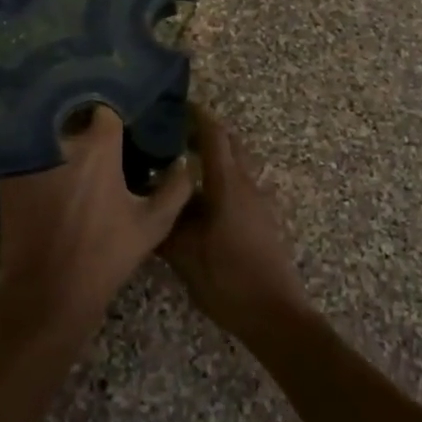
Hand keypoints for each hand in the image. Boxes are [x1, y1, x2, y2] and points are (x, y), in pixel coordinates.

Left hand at [0, 106, 192, 335]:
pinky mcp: (7, 174)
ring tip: (70, 152)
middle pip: (73, 115)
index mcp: (98, 146)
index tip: (121, 128)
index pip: (106, 109)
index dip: (114, 117)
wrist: (47, 295)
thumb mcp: (152, 225)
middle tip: (97, 141)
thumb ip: (175, 187)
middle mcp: (61, 140)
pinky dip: (34, 155)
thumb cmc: (104, 257)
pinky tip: (46, 170)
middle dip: (84, 123)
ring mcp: (29, 155)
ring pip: (47, 131)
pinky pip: (24, 152)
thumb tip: (184, 161)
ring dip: (58, 136)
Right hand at [162, 108, 311, 340]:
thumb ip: (165, 226)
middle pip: (230, 144)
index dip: (197, 116)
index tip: (177, 106)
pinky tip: (202, 203)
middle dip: (206, 133)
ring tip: (184, 168)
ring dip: (215, 159)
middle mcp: (248, 184)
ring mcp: (260, 202)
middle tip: (175, 135)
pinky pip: (242, 187)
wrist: (276, 315)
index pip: (215, 134)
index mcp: (228, 183)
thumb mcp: (186, 256)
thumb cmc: (229, 279)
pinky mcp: (264, 220)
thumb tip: (145, 204)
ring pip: (237, 166)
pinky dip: (222, 181)